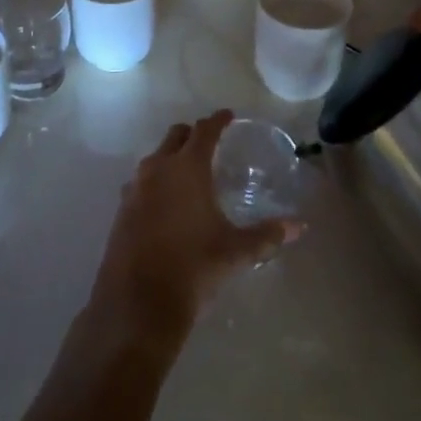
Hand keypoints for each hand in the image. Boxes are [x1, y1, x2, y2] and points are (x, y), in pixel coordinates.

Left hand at [87, 110, 298, 348]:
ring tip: (189, 174)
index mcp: (187, 168)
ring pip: (155, 158)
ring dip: (172, 158)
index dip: (218, 121)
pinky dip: (156, 182)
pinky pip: (141, 182)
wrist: (138, 304)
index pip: (204, 130)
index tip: (228, 116)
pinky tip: (166, 204)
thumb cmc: (193, 268)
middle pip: (176, 136)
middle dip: (193, 134)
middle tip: (210, 144)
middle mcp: (158, 168)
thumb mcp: (235, 251)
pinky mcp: (122, 209)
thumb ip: (267, 235)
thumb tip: (299, 226)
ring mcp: (135, 188)